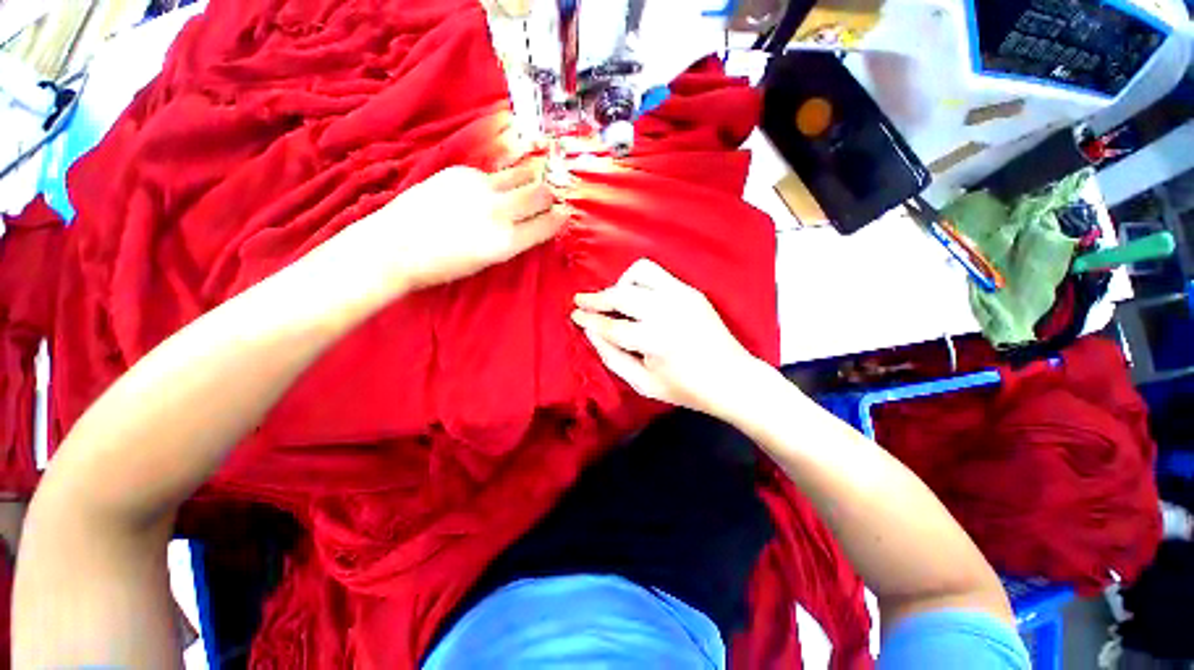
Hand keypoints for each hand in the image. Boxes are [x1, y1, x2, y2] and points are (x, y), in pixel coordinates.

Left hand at [343, 162, 567, 290]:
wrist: (396, 246)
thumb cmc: (444, 265)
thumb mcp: (488, 261)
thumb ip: (514, 240)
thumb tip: (532, 223)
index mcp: (507, 241)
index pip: (548, 223)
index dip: (559, 218)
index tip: (562, 215)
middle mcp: (499, 211)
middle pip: (541, 192)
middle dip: (550, 195)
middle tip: (548, 198)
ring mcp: (480, 187)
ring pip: (522, 174)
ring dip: (531, 179)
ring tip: (530, 183)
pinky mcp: (462, 172)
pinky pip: (494, 172)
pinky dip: (501, 179)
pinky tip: (492, 188)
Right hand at [571, 259, 767, 419]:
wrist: (733, 379)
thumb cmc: (686, 389)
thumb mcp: (643, 383)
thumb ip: (612, 357)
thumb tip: (590, 331)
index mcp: (655, 340)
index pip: (611, 325)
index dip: (589, 319)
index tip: (573, 314)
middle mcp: (667, 311)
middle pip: (621, 294)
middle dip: (596, 298)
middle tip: (581, 301)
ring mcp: (682, 296)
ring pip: (640, 271)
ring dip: (621, 283)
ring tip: (615, 300)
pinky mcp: (691, 291)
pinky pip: (658, 274)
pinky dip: (640, 282)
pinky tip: (638, 299)